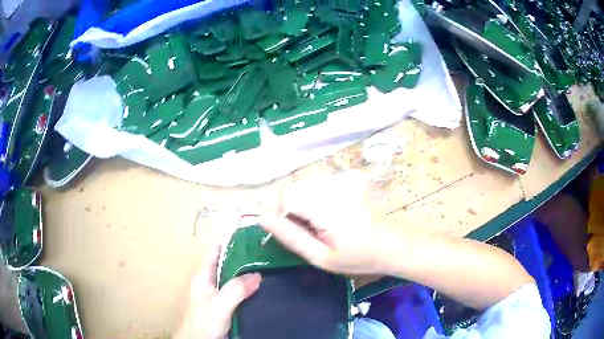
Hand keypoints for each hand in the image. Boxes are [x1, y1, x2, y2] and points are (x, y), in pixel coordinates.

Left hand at [175, 246, 261, 338]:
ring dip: (245, 272)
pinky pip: (236, 289)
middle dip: (242, 256)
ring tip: (267, 266)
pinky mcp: (222, 304)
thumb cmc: (204, 321)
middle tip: (264, 251)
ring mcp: (215, 293)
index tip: (249, 235)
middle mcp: (208, 281)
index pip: (214, 251)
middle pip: (225, 262)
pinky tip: (260, 287)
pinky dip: (246, 286)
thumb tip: (257, 274)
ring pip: (232, 276)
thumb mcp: (220, 304)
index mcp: (203, 275)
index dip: (229, 241)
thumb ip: (236, 289)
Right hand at [260, 174, 395, 274]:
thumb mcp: (321, 257)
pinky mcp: (350, 178)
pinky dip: (318, 198)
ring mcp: (343, 179)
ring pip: (306, 185)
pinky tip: (333, 215)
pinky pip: (320, 184)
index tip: (293, 232)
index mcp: (325, 205)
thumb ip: (290, 237)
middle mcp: (333, 184)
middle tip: (310, 232)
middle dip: (292, 209)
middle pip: (294, 188)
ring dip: (305, 203)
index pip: (284, 195)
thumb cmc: (360, 257)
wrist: (395, 244)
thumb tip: (262, 218)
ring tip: (323, 225)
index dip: (281, 214)